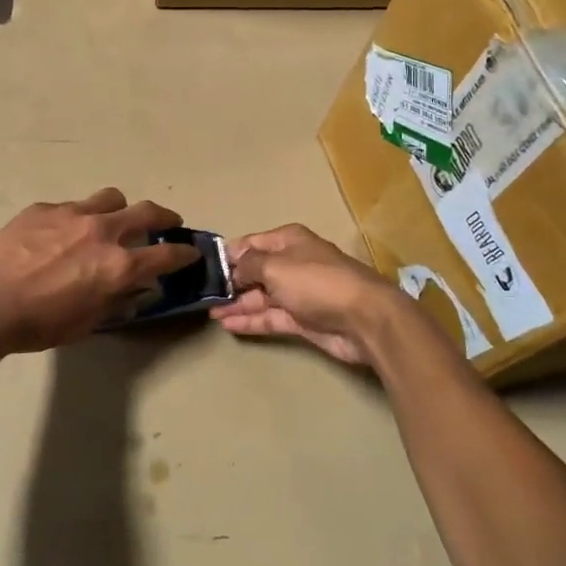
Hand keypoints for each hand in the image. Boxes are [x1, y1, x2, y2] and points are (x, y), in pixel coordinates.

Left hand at [0, 189, 199, 353]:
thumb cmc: (37, 324)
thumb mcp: (85, 323)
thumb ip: (115, 302)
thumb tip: (135, 290)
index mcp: (118, 266)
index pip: (166, 254)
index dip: (184, 254)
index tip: (190, 252)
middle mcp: (103, 232)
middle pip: (147, 212)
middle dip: (164, 217)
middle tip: (168, 223)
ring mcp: (73, 214)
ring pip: (111, 198)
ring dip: (120, 209)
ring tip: (112, 220)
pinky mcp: (45, 208)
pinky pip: (72, 206)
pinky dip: (78, 217)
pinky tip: (61, 233)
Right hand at [214, 224, 406, 366]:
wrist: (363, 319)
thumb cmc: (316, 282)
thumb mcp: (275, 266)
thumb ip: (249, 265)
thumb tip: (233, 267)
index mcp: (289, 241)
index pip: (252, 243)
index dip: (229, 254)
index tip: (205, 266)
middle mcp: (292, 264)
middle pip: (255, 271)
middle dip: (231, 281)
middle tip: (202, 293)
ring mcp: (298, 294)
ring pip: (261, 296)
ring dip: (236, 303)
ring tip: (209, 311)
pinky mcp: (302, 320)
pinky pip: (269, 317)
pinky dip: (249, 320)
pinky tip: (226, 324)